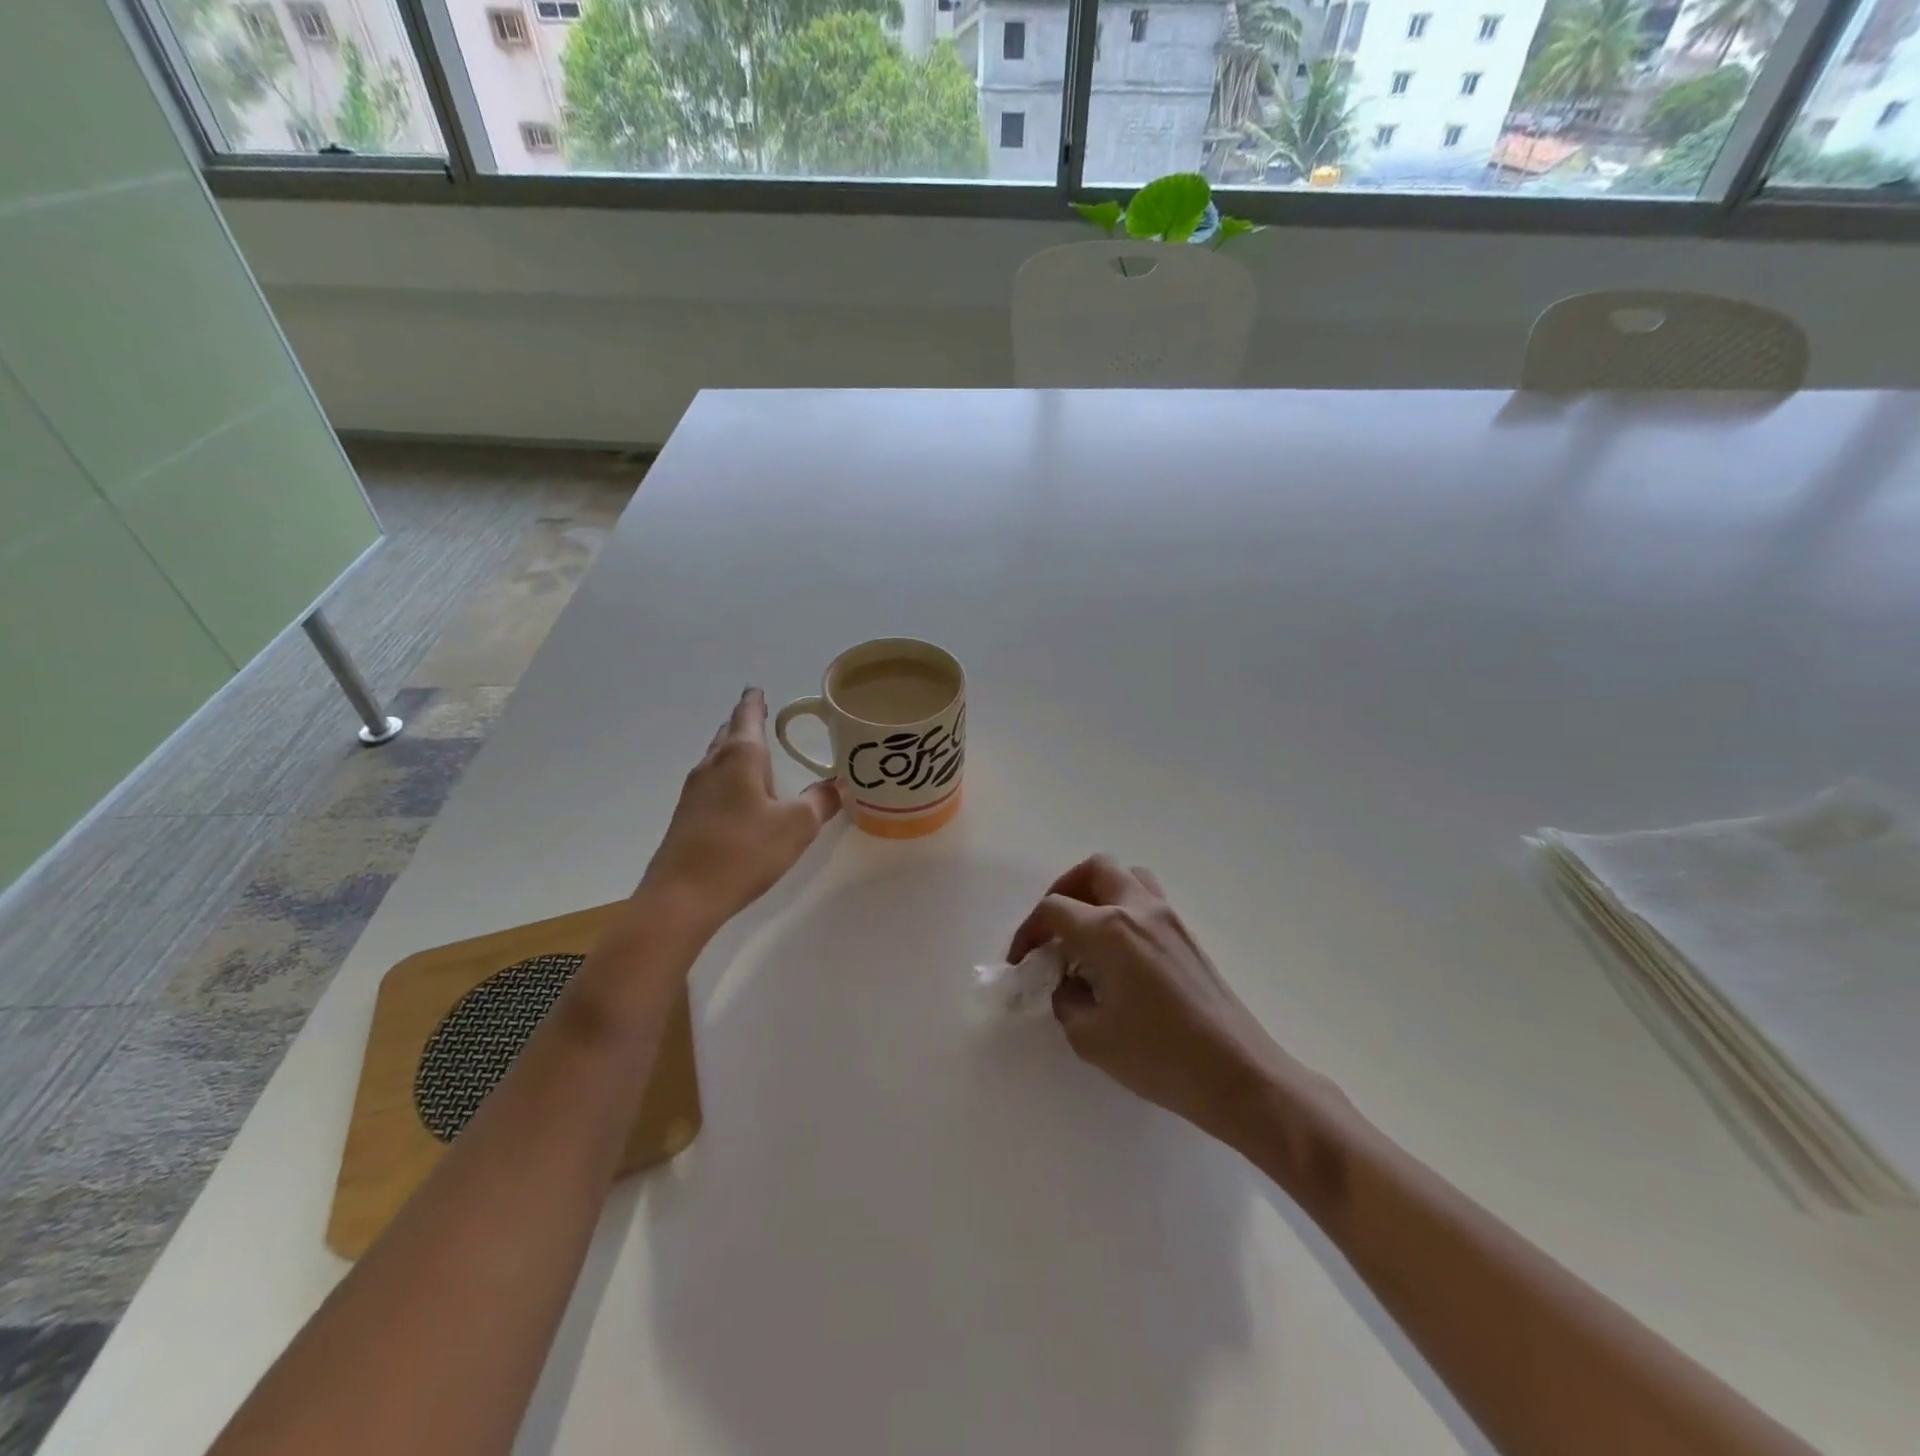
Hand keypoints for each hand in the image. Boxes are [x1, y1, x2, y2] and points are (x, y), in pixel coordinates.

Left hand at [640, 688, 840, 931]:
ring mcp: (694, 792)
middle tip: (759, 714)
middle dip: (743, 722)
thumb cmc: (744, 851)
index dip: (755, 701)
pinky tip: (737, 793)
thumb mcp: (796, 826)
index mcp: (740, 757)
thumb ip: (820, 801)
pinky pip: (711, 782)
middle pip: (728, 734)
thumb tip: (837, 784)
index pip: (748, 716)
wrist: (682, 897)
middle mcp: (712, 766)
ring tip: (752, 750)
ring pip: (717, 758)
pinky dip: (727, 775)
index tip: (757, 688)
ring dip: (733, 749)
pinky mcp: (687, 817)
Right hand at [1009, 856, 1294, 1142]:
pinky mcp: (1188, 935)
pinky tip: (1120, 951)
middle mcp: (1138, 909)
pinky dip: (1125, 908)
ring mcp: (1169, 918)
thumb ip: (1067, 1002)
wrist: (1237, 1073)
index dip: (1028, 931)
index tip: (1021, 961)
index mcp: (1109, 930)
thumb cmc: (1159, 1056)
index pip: (1054, 909)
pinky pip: (1148, 899)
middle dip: (1064, 891)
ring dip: (1099, 891)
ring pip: (1127, 876)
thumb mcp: (1092, 1038)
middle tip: (1054, 928)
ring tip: (1087, 930)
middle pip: (1094, 870)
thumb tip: (1068, 985)